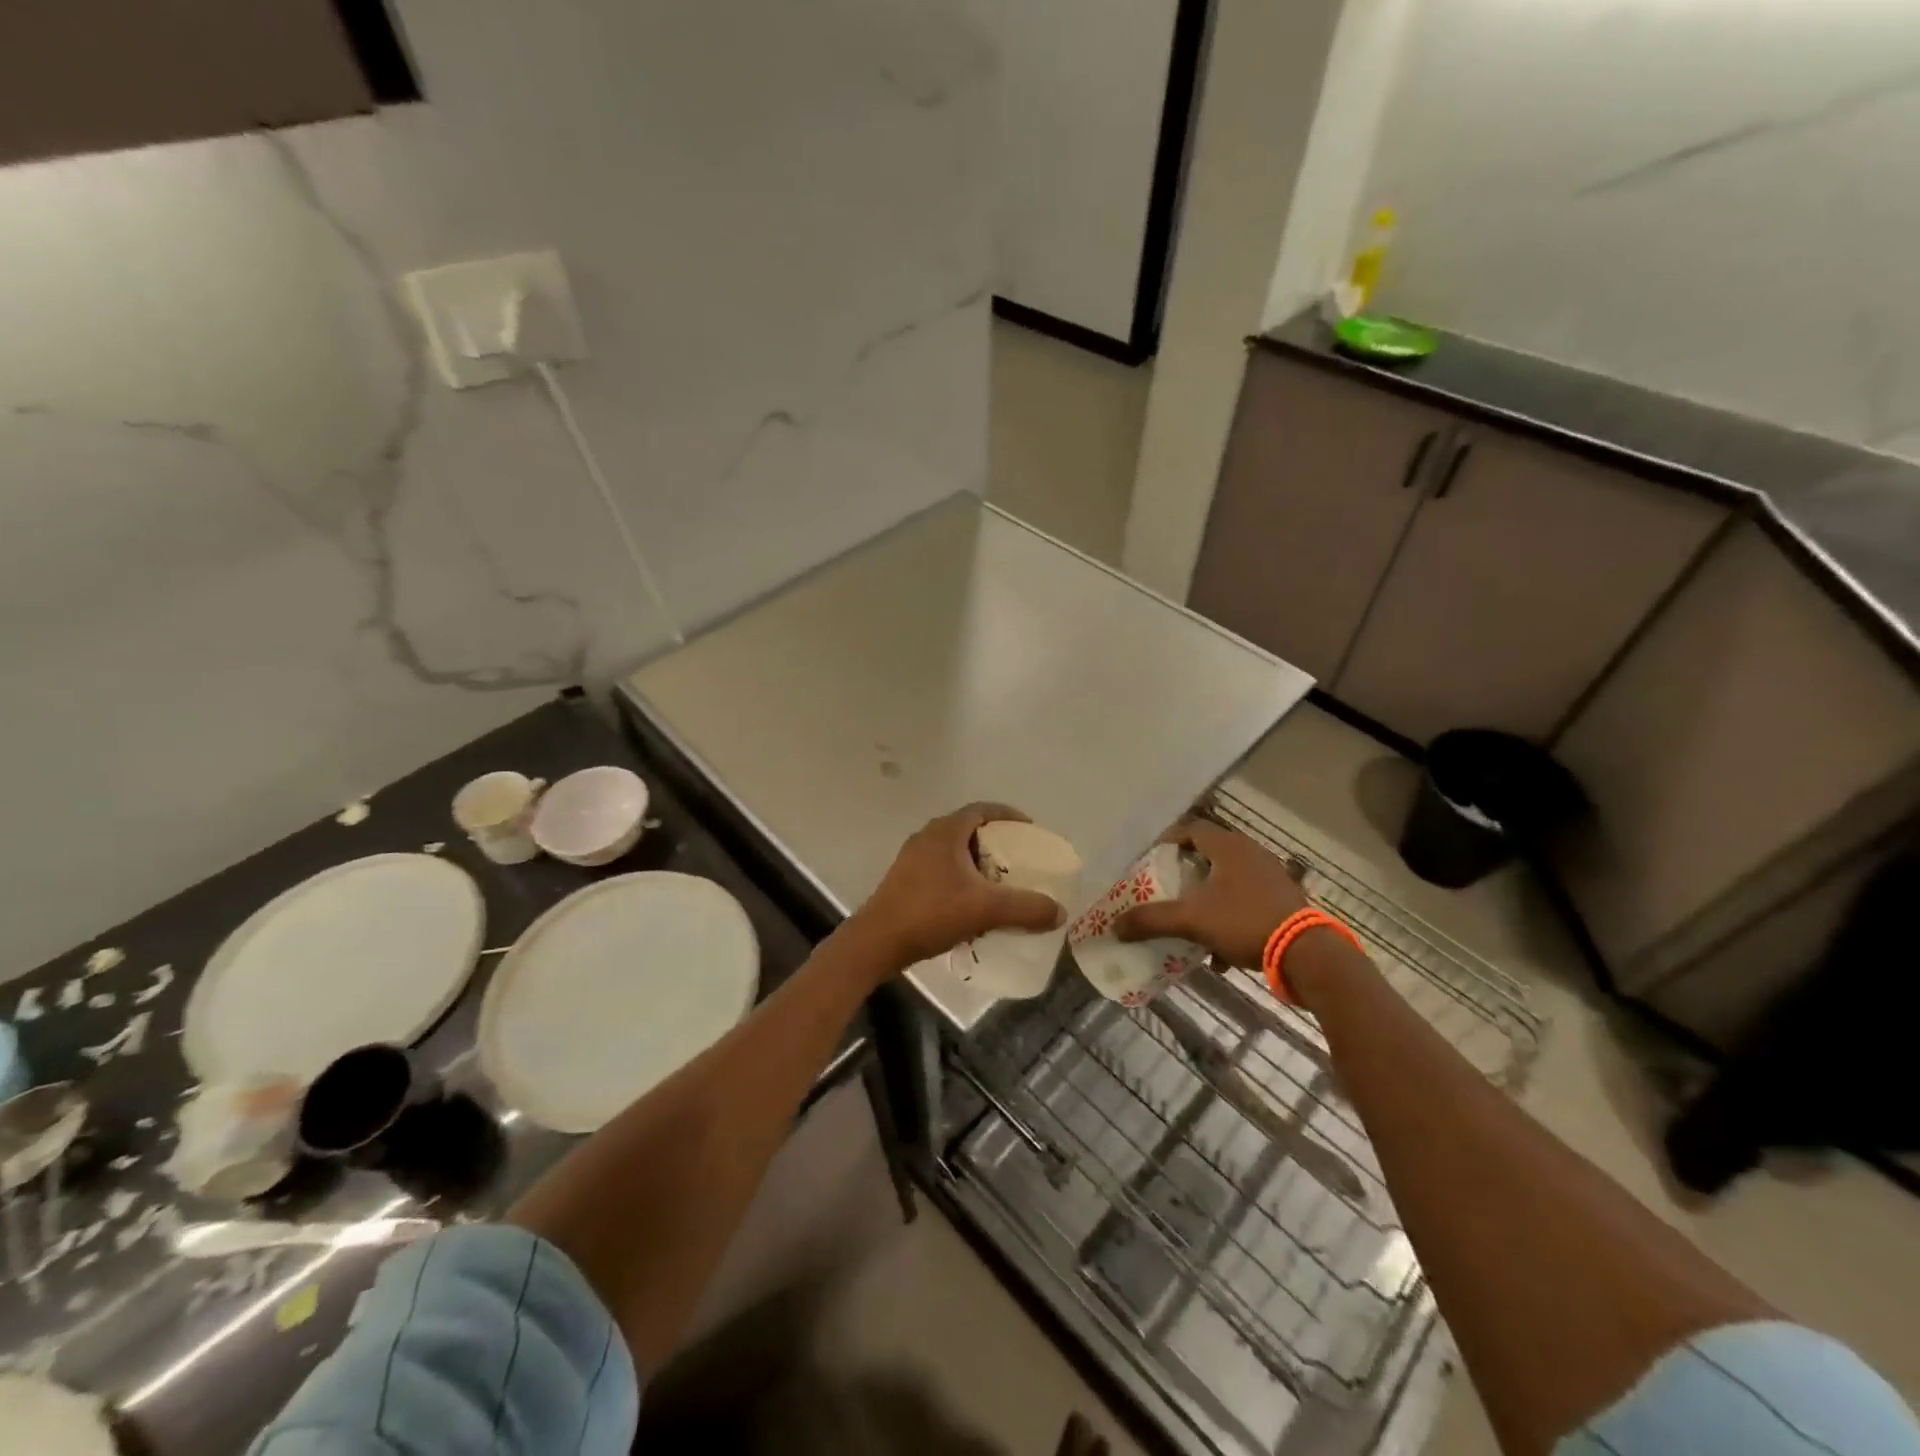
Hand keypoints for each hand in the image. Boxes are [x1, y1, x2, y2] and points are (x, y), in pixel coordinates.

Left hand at [851, 803, 1066, 969]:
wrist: (877, 942)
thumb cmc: (931, 913)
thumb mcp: (986, 909)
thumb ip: (1026, 908)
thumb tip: (1060, 912)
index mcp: (946, 831)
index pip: (983, 810)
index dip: (1009, 816)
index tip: (1030, 830)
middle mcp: (928, 836)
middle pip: (969, 829)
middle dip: (996, 842)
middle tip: (1019, 859)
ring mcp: (912, 858)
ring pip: (954, 851)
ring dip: (978, 862)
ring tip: (1000, 882)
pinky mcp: (905, 880)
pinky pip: (942, 869)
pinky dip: (962, 878)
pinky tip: (972, 903)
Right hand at [1113, 820, 1308, 968]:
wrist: (1306, 952)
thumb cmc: (1244, 921)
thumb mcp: (1192, 920)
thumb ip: (1152, 920)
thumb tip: (1115, 927)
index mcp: (1228, 846)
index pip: (1191, 829)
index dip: (1168, 841)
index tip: (1151, 859)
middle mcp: (1250, 852)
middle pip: (1210, 853)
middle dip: (1186, 871)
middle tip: (1168, 887)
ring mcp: (1271, 875)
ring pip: (1229, 879)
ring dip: (1208, 895)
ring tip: (1192, 917)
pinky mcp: (1284, 898)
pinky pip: (1247, 899)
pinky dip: (1229, 915)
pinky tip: (1221, 949)